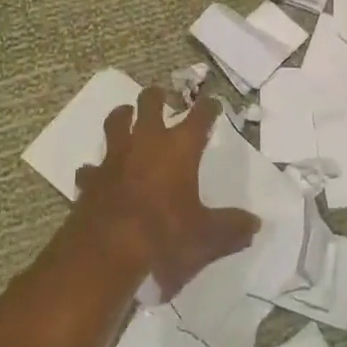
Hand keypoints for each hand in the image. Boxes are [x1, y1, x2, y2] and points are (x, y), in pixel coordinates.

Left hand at [73, 87, 259, 294]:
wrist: (107, 250)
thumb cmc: (164, 235)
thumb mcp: (206, 236)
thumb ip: (231, 228)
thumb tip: (255, 224)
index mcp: (179, 148)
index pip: (199, 117)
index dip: (208, 108)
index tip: (213, 104)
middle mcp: (147, 142)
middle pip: (149, 104)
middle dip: (156, 97)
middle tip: (160, 96)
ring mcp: (115, 157)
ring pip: (116, 123)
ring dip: (122, 116)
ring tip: (125, 114)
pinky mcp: (91, 178)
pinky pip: (92, 166)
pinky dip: (96, 168)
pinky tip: (97, 173)